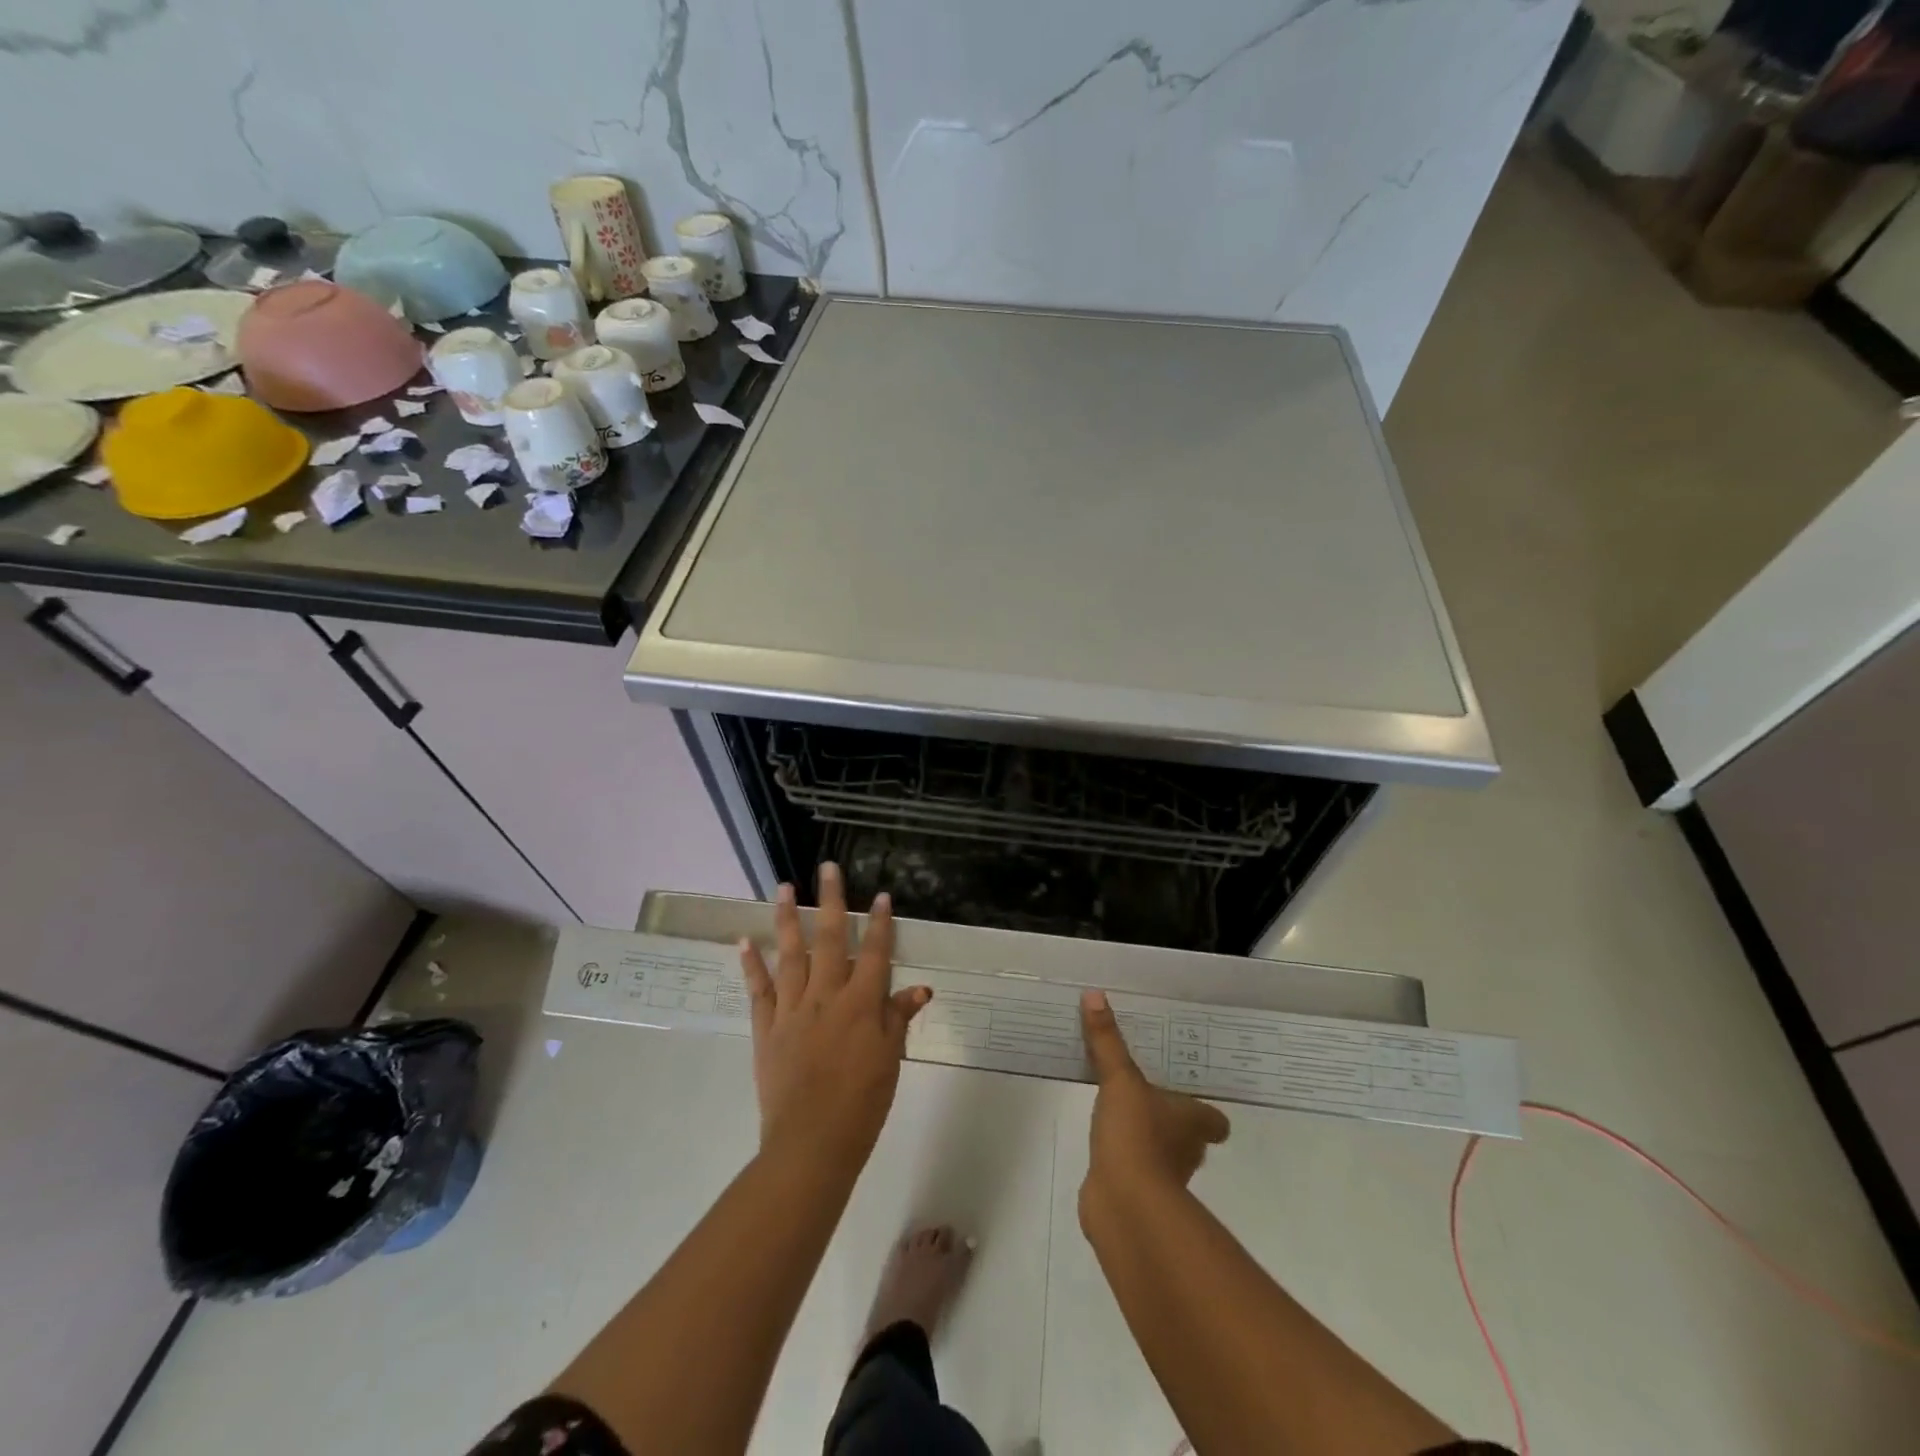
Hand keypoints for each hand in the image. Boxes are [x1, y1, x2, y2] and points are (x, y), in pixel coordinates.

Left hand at [739, 864, 929, 1167]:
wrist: (811, 1144)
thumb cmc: (862, 1104)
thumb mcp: (890, 1060)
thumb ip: (899, 1019)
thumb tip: (920, 988)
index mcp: (861, 1004)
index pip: (874, 953)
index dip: (880, 923)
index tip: (882, 895)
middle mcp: (826, 996)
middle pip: (829, 939)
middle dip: (830, 900)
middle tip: (827, 867)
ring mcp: (792, 1009)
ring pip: (790, 954)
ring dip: (787, 918)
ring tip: (784, 887)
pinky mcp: (767, 1028)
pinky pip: (759, 989)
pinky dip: (751, 964)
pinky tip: (745, 940)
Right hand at [1079, 989, 1229, 1214]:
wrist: (1123, 1203)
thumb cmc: (1136, 1135)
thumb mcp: (1119, 1079)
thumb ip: (1107, 1041)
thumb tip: (1095, 994)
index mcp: (1193, 1122)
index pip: (1214, 1120)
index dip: (1205, 1110)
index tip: (1189, 1093)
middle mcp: (1186, 1151)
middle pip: (1189, 1135)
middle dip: (1172, 1119)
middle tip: (1149, 1092)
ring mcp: (1163, 1177)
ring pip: (1162, 1152)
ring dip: (1147, 1137)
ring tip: (1122, 1110)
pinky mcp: (1136, 1193)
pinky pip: (1134, 1168)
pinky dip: (1124, 1158)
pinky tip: (1105, 1142)